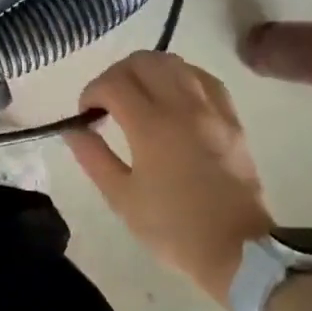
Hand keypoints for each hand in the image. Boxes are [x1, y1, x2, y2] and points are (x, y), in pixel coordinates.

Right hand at [68, 51, 273, 301]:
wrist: (238, 248)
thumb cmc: (173, 227)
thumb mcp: (122, 198)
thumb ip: (93, 157)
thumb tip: (73, 129)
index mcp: (151, 126)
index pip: (113, 83)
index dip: (91, 92)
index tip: (86, 114)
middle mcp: (182, 107)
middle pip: (143, 62)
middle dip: (116, 74)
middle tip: (107, 100)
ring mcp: (211, 110)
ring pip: (175, 63)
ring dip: (148, 70)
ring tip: (138, 94)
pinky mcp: (231, 118)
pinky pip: (204, 78)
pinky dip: (181, 76)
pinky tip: (173, 94)